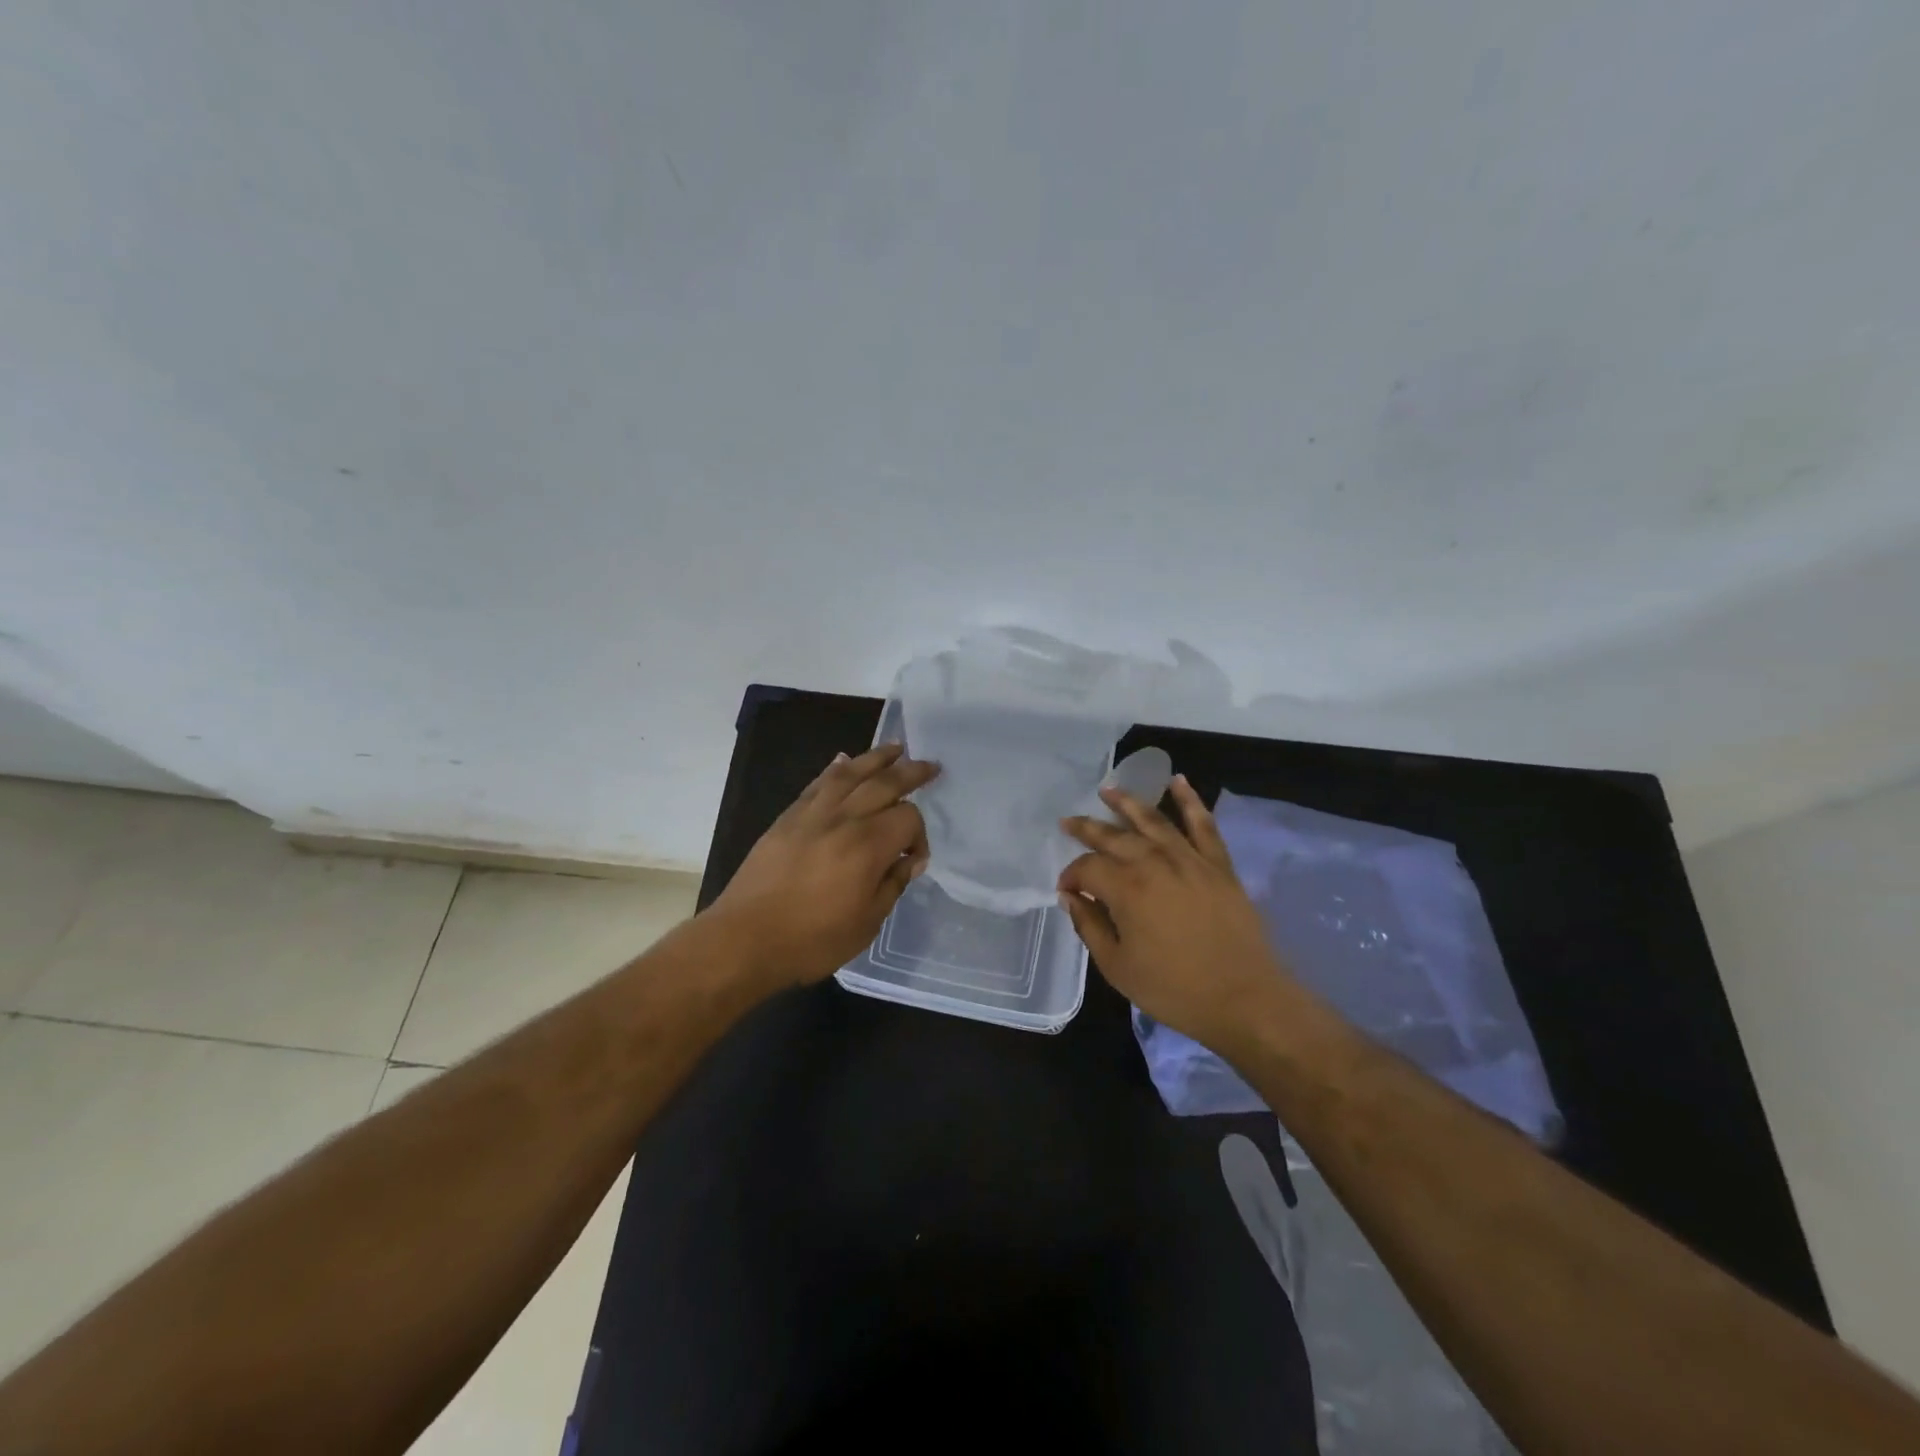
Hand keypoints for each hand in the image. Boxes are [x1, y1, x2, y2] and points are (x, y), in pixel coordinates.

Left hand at [709, 743, 938, 988]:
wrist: (745, 939)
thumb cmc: (812, 940)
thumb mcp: (866, 923)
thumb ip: (892, 885)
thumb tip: (909, 860)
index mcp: (868, 846)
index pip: (907, 818)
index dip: (919, 834)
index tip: (914, 859)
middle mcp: (843, 819)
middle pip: (884, 783)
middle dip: (911, 772)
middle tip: (930, 765)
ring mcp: (812, 814)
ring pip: (850, 773)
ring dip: (876, 758)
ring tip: (896, 748)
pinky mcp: (788, 817)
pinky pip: (817, 783)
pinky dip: (834, 769)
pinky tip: (844, 761)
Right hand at [1058, 776, 1290, 1053]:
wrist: (1245, 999)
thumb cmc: (1174, 989)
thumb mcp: (1118, 967)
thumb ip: (1090, 926)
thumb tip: (1071, 896)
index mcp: (1126, 888)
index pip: (1087, 868)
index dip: (1071, 876)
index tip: (1067, 891)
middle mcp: (1154, 863)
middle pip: (1113, 836)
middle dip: (1087, 828)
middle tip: (1068, 822)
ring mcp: (1189, 859)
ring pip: (1152, 820)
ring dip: (1127, 802)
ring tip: (1108, 790)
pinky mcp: (1218, 864)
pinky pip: (1203, 824)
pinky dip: (1190, 800)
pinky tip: (1178, 781)